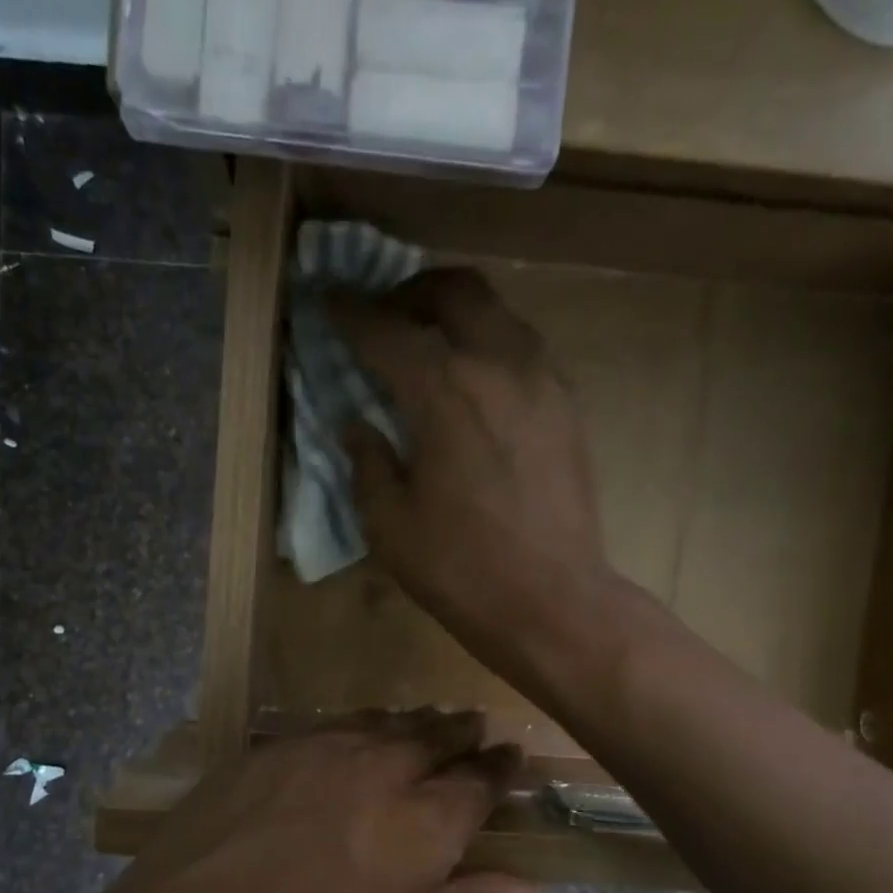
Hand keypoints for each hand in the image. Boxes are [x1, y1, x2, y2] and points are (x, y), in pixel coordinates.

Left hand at [42, 712, 538, 892]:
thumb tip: (528, 887)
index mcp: (419, 829)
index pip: (478, 782)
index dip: (501, 769)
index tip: (514, 758)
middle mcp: (375, 772)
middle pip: (433, 737)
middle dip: (461, 734)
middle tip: (477, 731)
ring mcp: (314, 753)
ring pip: (381, 723)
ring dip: (412, 724)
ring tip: (427, 726)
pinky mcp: (263, 751)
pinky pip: (329, 727)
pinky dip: (359, 729)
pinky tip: (355, 739)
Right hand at [329, 269, 612, 665]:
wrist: (554, 602)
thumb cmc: (462, 570)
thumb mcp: (390, 525)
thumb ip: (368, 462)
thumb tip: (358, 425)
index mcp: (443, 393)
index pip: (385, 330)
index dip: (348, 312)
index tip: (324, 300)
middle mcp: (498, 365)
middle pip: (454, 290)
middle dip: (409, 291)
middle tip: (383, 316)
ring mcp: (543, 381)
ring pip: (497, 313)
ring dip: (455, 314)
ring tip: (428, 345)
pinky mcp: (568, 405)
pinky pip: (523, 349)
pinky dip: (489, 345)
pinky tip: (473, 384)